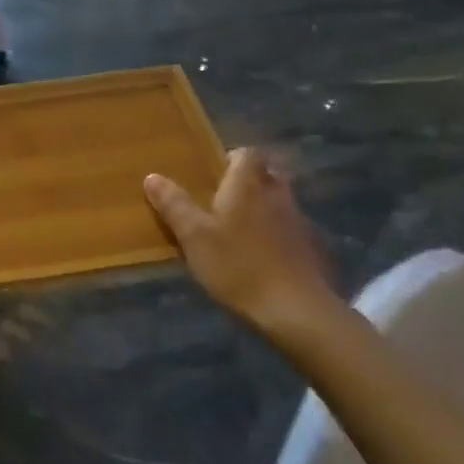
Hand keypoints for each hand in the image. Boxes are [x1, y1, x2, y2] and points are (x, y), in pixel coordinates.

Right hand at [145, 147, 347, 352]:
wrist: (295, 310)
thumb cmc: (238, 265)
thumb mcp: (194, 237)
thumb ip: (174, 205)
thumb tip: (152, 176)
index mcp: (247, 185)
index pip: (247, 153)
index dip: (231, 158)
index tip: (214, 173)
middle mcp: (277, 195)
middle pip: (267, 174)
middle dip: (249, 181)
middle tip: (224, 199)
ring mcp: (298, 222)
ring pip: (280, 202)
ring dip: (263, 208)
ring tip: (239, 230)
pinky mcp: (310, 249)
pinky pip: (290, 230)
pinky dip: (277, 235)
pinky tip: (261, 257)